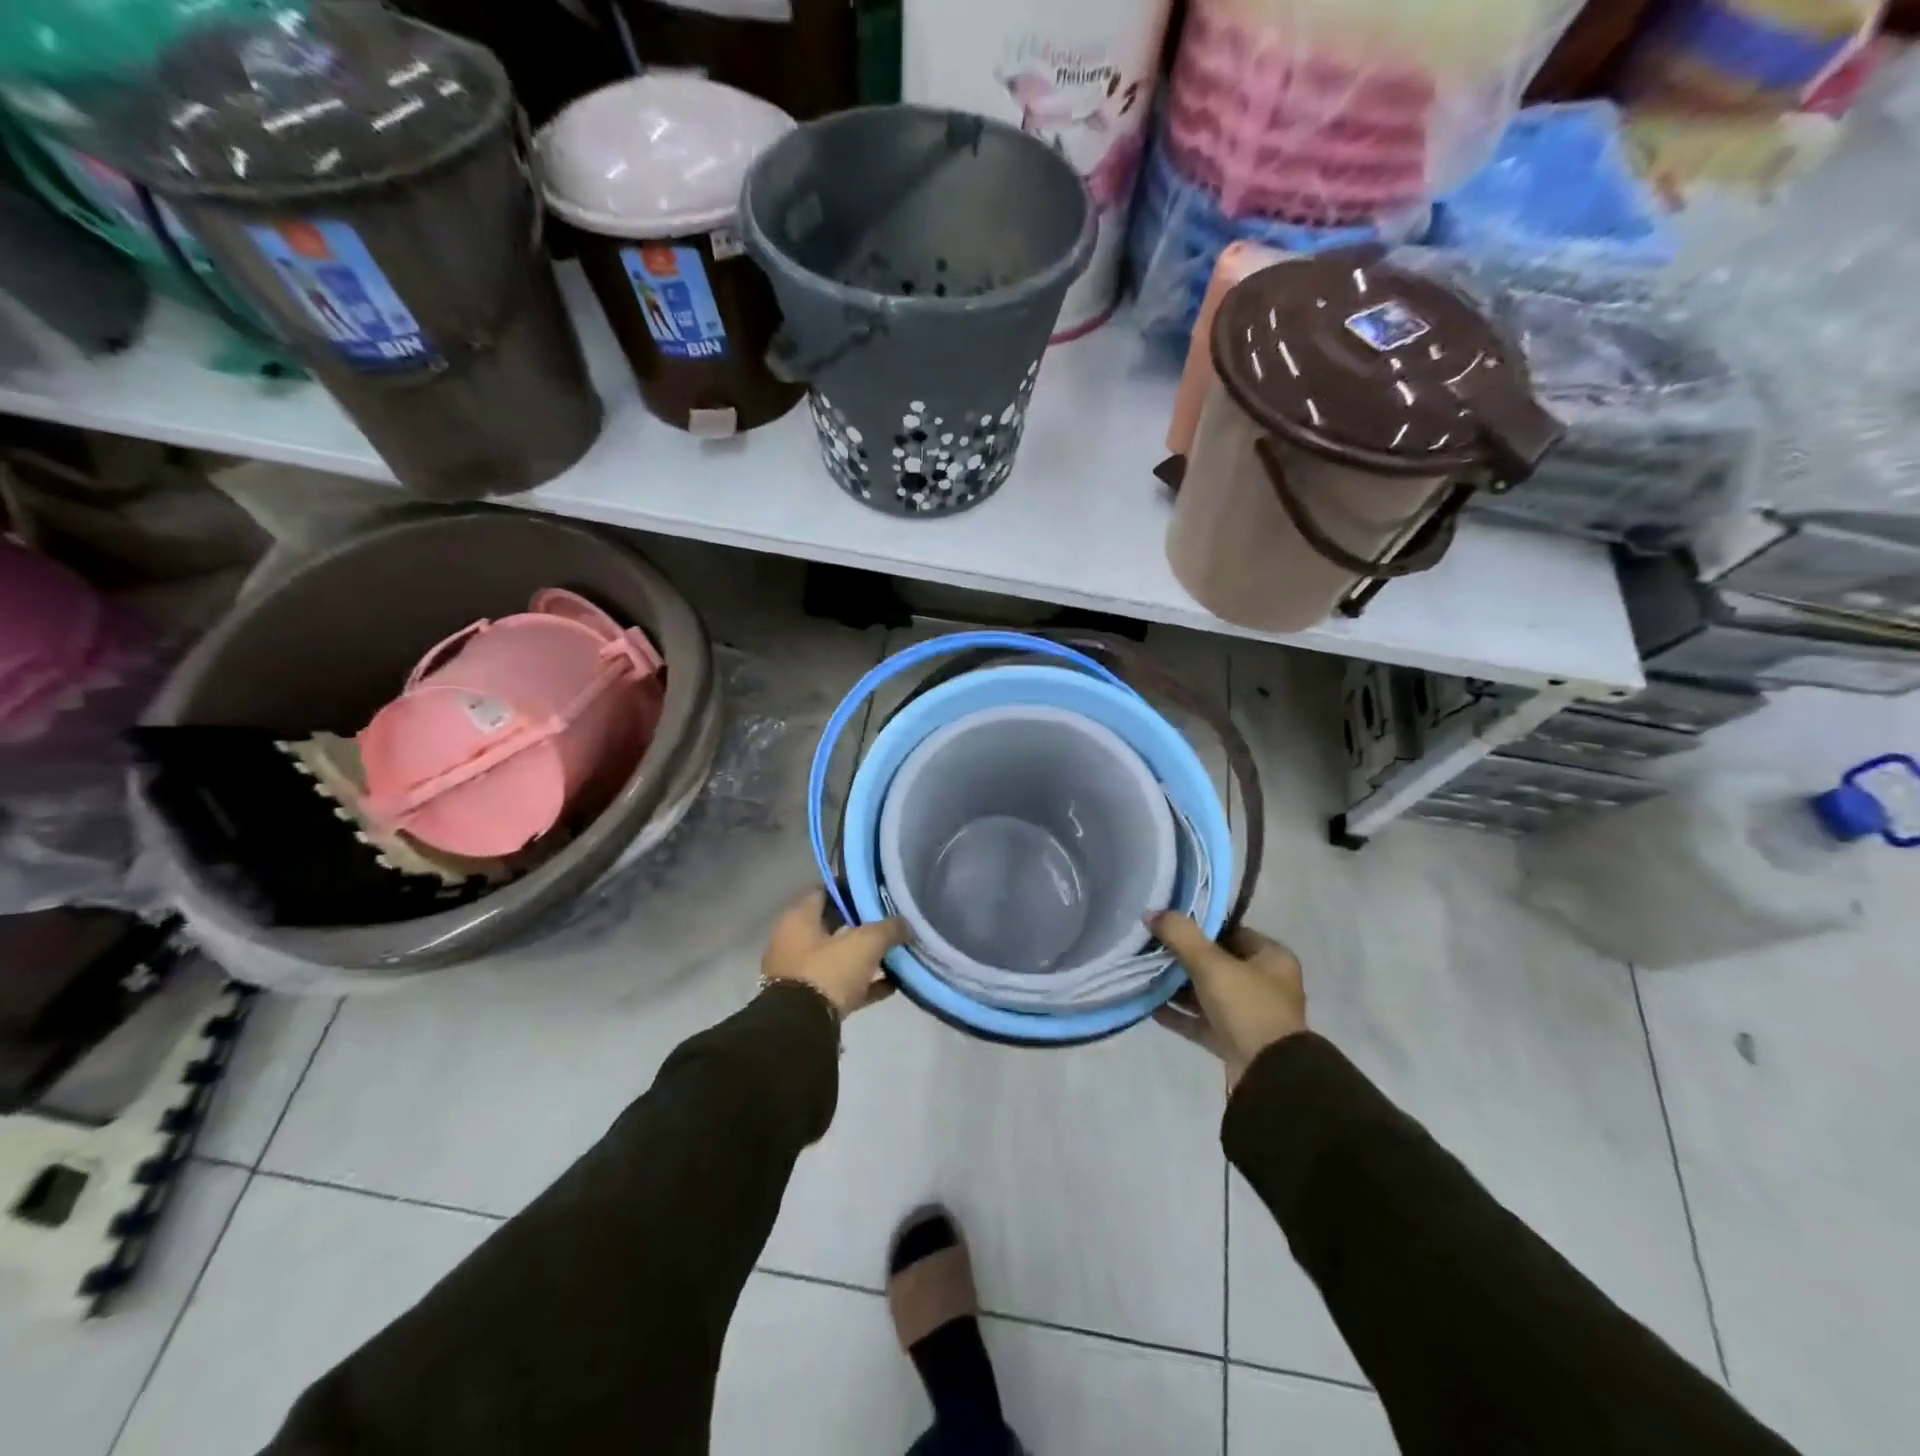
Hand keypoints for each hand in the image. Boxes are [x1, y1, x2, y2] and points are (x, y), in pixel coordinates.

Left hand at [762, 889, 907, 1018]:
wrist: (802, 1028)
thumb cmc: (829, 971)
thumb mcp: (866, 942)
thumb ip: (888, 928)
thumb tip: (905, 924)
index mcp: (798, 919)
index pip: (824, 892)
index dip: (850, 890)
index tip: (874, 892)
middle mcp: (793, 942)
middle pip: (831, 925)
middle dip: (860, 924)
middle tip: (889, 921)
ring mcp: (800, 974)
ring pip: (837, 957)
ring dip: (863, 957)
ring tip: (894, 953)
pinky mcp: (809, 1002)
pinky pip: (841, 986)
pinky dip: (863, 984)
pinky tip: (891, 984)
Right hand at [1149, 913, 1306, 1089]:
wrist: (1268, 1075)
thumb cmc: (1247, 1006)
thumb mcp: (1211, 963)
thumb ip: (1180, 935)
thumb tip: (1151, 913)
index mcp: (1272, 959)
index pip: (1232, 932)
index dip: (1201, 927)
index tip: (1169, 924)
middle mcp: (1265, 985)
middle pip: (1217, 963)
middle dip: (1184, 958)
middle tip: (1152, 948)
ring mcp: (1250, 1016)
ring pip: (1208, 993)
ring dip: (1178, 987)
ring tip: (1145, 975)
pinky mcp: (1234, 1042)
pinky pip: (1202, 1021)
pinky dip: (1179, 1015)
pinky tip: (1151, 1007)